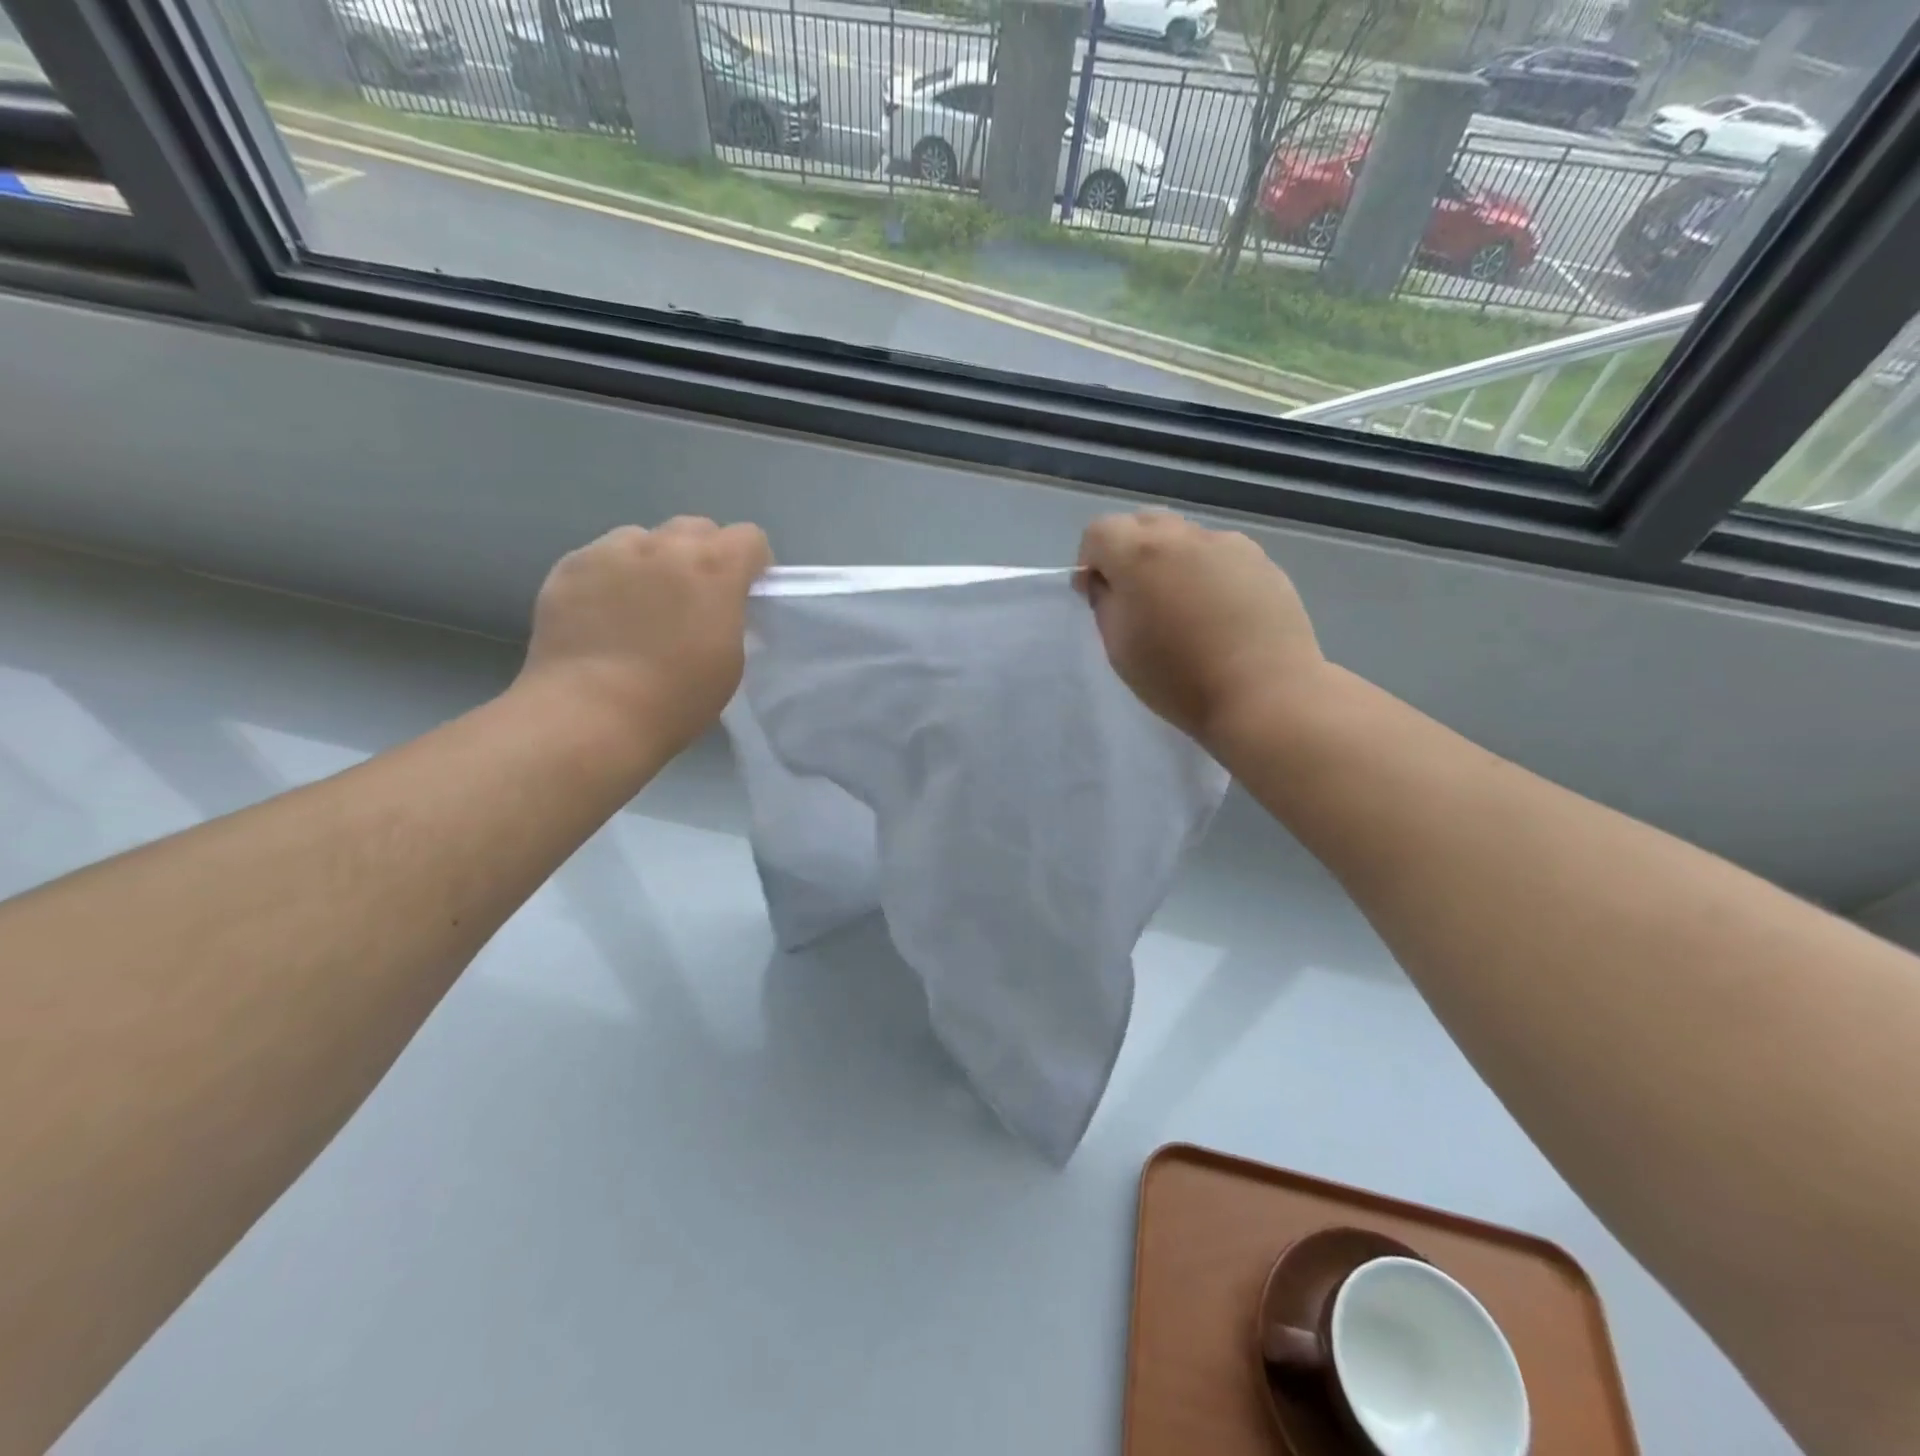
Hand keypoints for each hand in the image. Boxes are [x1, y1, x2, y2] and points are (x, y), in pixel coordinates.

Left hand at [516, 518, 772, 756]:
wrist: (592, 713)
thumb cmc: (676, 698)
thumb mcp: (730, 659)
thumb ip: (730, 613)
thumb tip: (717, 602)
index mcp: (714, 568)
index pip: (749, 537)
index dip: (752, 564)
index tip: (744, 593)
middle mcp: (664, 546)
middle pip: (696, 528)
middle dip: (703, 554)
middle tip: (694, 597)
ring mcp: (611, 551)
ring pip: (643, 538)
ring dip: (652, 561)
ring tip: (640, 604)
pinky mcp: (570, 566)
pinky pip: (601, 557)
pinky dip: (610, 577)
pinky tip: (603, 616)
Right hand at [1075, 511, 1322, 752]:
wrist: (1264, 695)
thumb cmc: (1178, 678)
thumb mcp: (1119, 647)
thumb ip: (1105, 602)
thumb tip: (1105, 581)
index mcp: (1139, 554)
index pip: (1099, 531)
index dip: (1090, 561)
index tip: (1097, 596)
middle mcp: (1183, 537)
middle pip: (1143, 523)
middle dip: (1129, 551)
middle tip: (1137, 597)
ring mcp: (1228, 545)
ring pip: (1184, 537)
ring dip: (1171, 560)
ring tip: (1184, 607)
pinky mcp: (1262, 561)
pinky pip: (1220, 554)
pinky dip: (1208, 572)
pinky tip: (1220, 613)